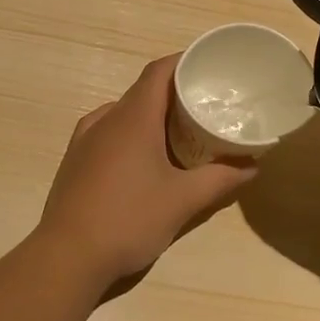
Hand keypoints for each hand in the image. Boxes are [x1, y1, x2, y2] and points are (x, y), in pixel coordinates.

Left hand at [35, 55, 256, 286]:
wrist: (66, 258)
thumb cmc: (129, 219)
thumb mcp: (183, 201)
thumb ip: (221, 179)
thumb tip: (253, 166)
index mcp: (132, 117)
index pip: (158, 71)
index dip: (184, 62)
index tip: (209, 67)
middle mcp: (105, 119)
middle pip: (143, 91)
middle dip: (174, 93)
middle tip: (205, 106)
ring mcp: (84, 140)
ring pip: (124, 113)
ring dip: (152, 116)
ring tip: (179, 133)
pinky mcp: (74, 161)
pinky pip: (108, 133)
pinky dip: (131, 134)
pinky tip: (144, 160)